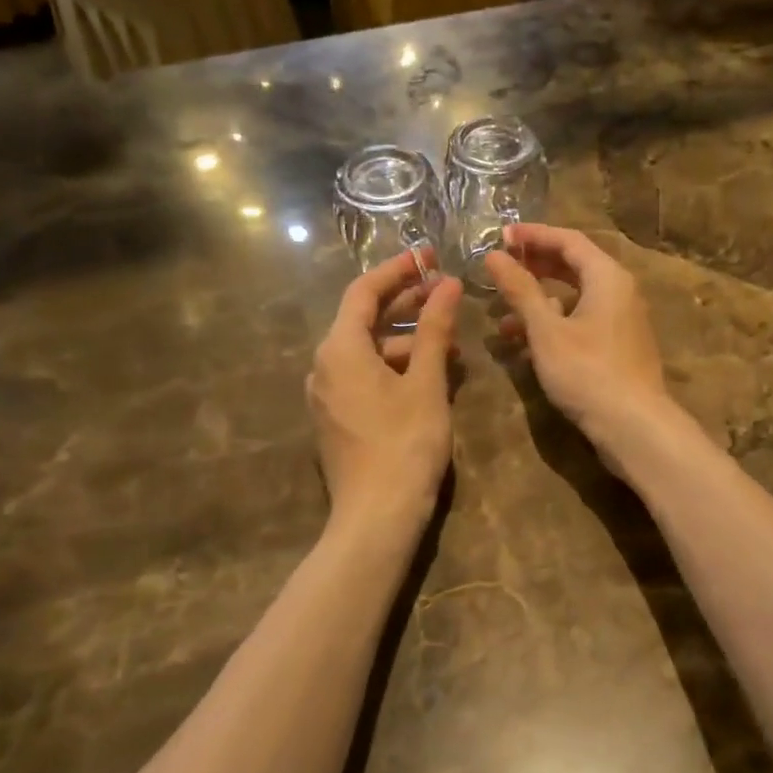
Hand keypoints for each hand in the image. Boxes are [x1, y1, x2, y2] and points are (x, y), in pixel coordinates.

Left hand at [307, 253, 461, 530]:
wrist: (377, 515)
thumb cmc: (405, 443)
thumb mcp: (426, 382)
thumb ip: (434, 329)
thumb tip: (446, 284)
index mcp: (340, 349)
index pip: (364, 292)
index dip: (397, 270)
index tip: (428, 256)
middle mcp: (324, 366)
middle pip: (363, 320)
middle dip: (404, 304)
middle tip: (444, 292)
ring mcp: (326, 395)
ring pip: (367, 351)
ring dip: (405, 340)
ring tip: (449, 343)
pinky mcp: (336, 419)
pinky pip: (364, 377)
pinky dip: (394, 367)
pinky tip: (428, 376)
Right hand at [484, 224, 681, 466]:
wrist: (633, 425)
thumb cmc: (587, 371)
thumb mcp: (546, 330)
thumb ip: (520, 290)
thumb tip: (494, 257)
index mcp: (608, 276)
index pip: (568, 240)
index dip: (533, 235)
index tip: (500, 236)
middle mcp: (620, 291)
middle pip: (574, 266)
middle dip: (535, 266)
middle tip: (500, 268)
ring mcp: (621, 321)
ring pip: (576, 298)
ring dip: (539, 301)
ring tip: (502, 314)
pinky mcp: (618, 347)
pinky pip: (582, 321)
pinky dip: (554, 324)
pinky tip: (526, 343)